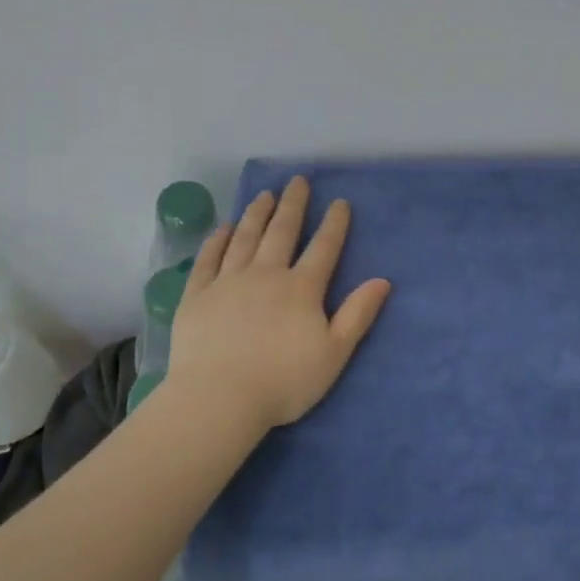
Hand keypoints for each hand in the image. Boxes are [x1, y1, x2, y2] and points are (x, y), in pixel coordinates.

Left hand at [169, 176, 391, 430]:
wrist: (219, 399)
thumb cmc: (284, 382)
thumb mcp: (334, 353)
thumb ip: (358, 315)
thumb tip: (383, 281)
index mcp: (301, 289)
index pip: (323, 248)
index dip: (334, 224)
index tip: (339, 202)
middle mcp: (265, 275)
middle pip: (281, 232)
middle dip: (292, 205)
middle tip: (297, 181)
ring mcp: (228, 282)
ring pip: (245, 239)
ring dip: (256, 215)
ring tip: (264, 195)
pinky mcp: (197, 296)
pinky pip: (208, 260)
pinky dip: (216, 241)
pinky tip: (222, 229)